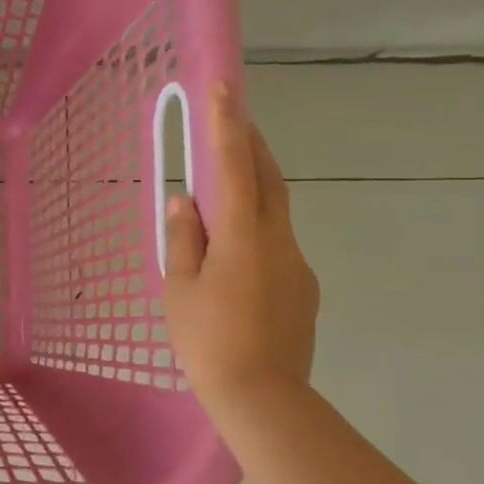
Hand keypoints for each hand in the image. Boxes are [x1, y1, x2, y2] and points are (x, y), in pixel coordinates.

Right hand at [163, 83, 319, 409]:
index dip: (227, 125)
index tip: (225, 86)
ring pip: (276, 213)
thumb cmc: (208, 340)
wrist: (263, 397)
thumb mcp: (180, 289)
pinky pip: (278, 245)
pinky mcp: (304, 289)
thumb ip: (183, 239)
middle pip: (269, 179)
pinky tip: (237, 257)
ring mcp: (297, 265)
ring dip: (255, 188)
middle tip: (235, 119)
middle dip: (252, 144)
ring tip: (227, 187)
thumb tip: (184, 200)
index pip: (233, 167)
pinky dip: (257, 231)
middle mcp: (278, 241)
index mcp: (242, 237)